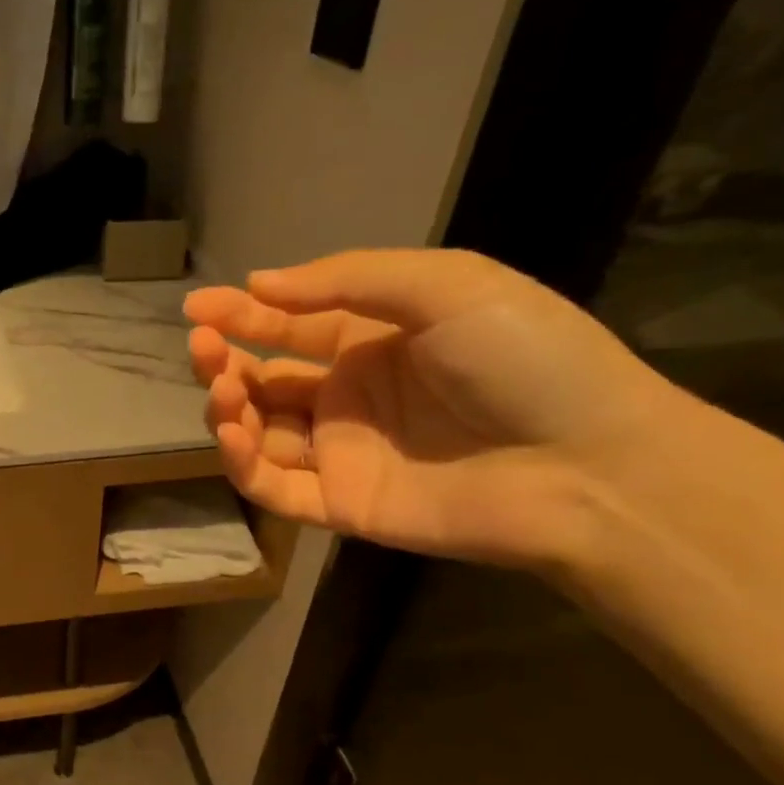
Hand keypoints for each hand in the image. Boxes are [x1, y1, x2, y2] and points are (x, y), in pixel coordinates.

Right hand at [185, 249, 680, 570]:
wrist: (587, 465)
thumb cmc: (525, 360)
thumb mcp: (446, 287)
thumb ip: (347, 281)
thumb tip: (260, 284)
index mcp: (373, 342)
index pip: (289, 327)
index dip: (240, 314)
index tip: (196, 307)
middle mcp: (348, 396)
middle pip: (263, 380)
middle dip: (223, 361)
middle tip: (202, 347)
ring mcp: (341, 452)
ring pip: (259, 432)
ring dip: (228, 410)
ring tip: (225, 393)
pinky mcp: (338, 503)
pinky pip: (273, 485)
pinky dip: (242, 463)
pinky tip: (233, 434)